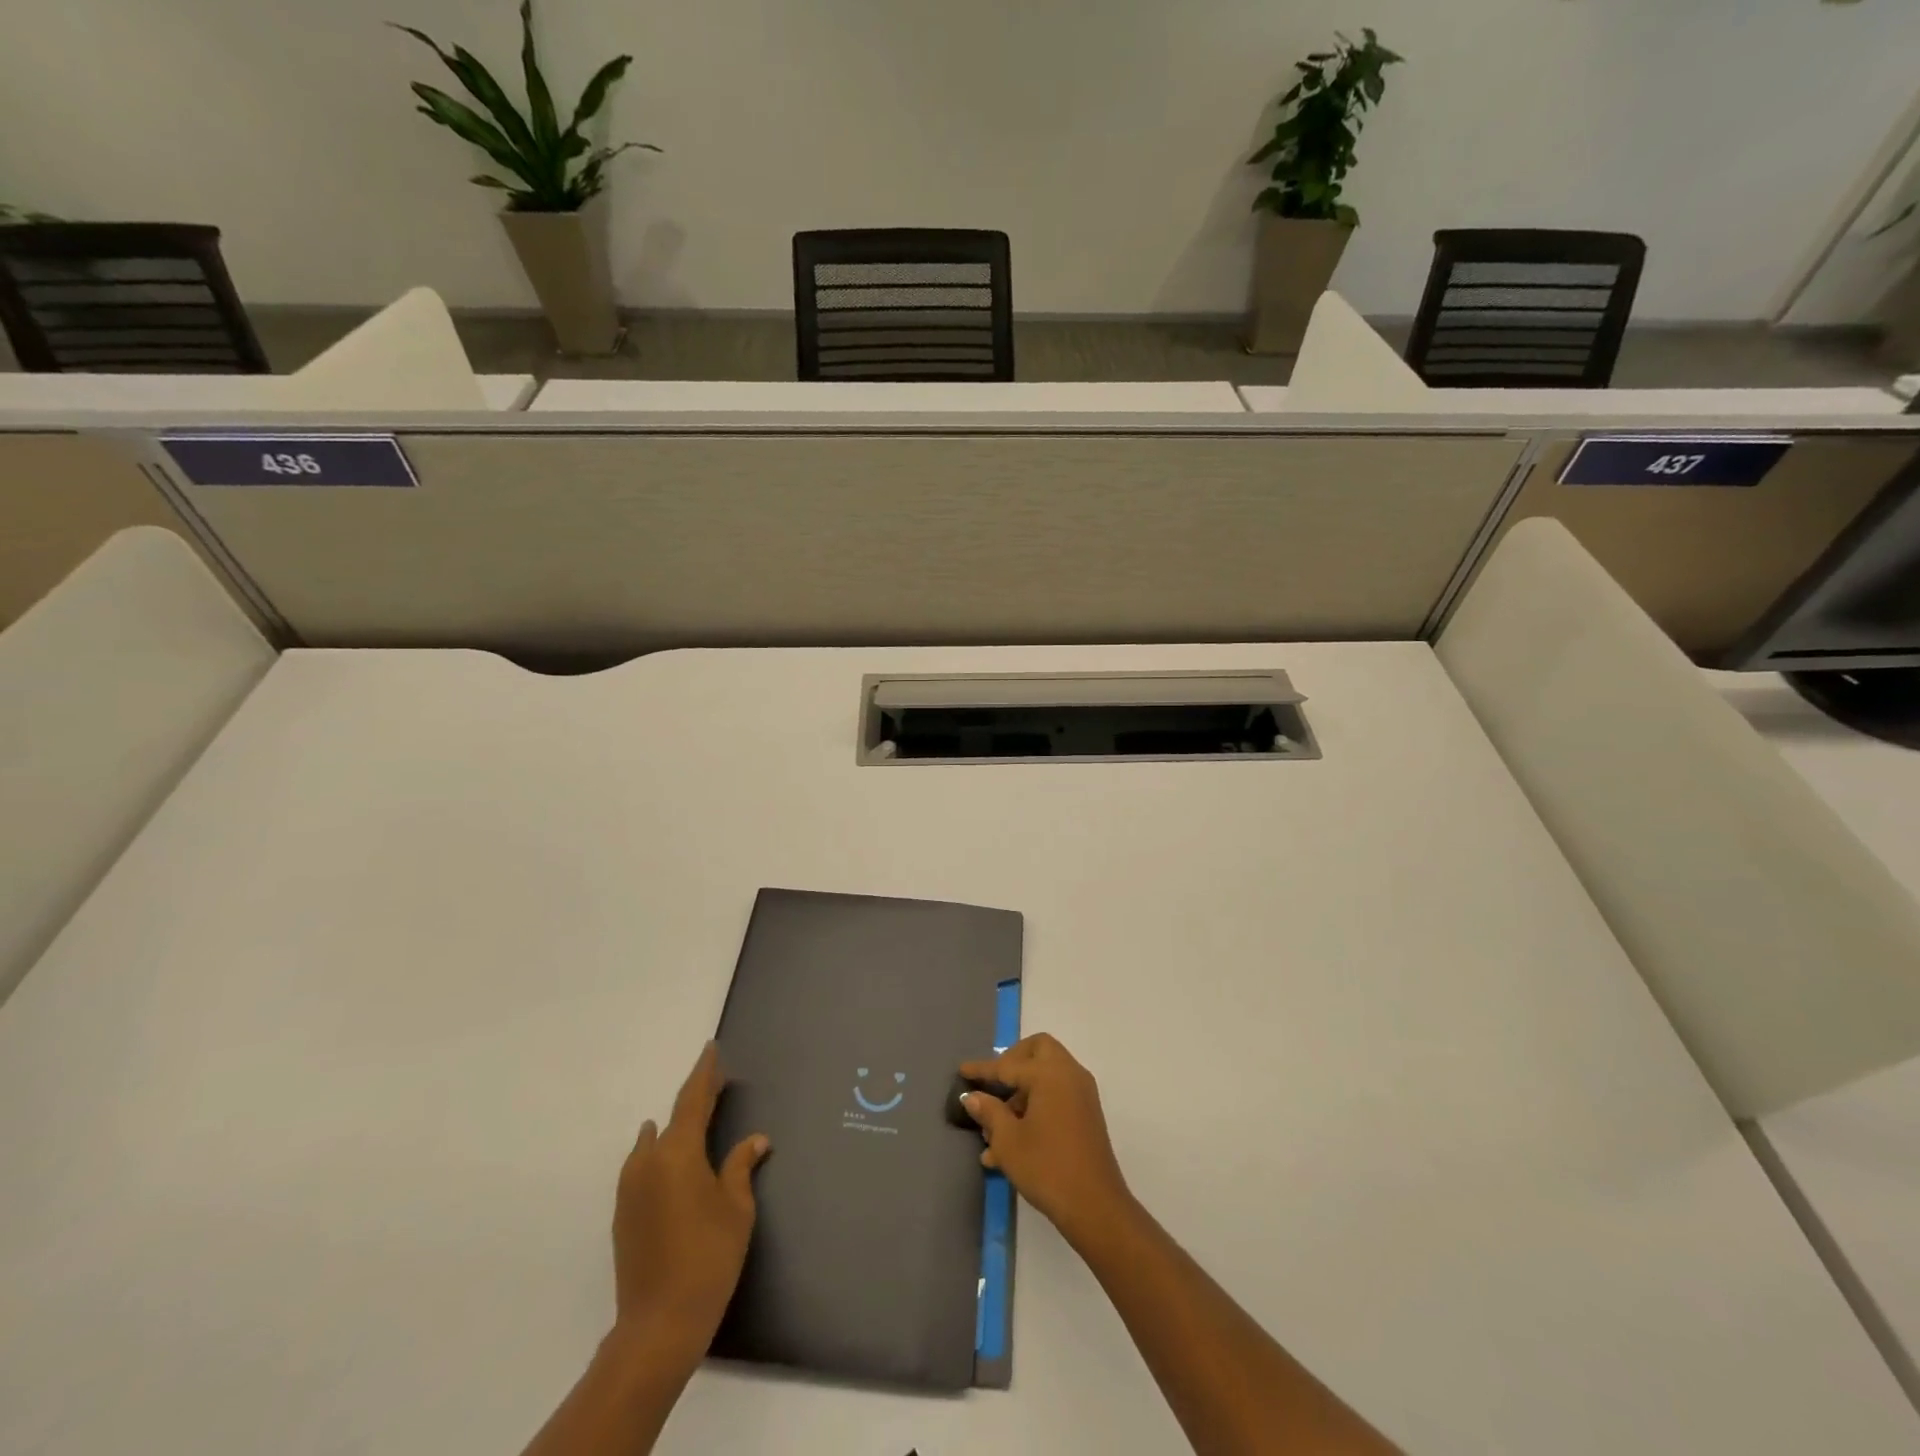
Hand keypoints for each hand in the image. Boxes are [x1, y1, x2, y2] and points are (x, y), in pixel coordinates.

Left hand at [612, 1042, 769, 1363]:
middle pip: (673, 1118)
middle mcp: (648, 1162)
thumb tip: (755, 1140)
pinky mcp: (623, 1213)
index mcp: (678, 1153)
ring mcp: (630, 1189)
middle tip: (716, 1083)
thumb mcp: (736, 1208)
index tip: (710, 1048)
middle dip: (695, 1099)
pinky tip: (672, 1158)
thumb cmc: (708, 1257)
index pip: (693, 1099)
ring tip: (696, 1118)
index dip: (705, 1073)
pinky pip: (643, 1166)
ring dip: (675, 1127)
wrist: (658, 1324)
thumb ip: (740, 1167)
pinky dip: (660, 1152)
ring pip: (654, 1143)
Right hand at [960, 1033, 1131, 1247]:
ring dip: (1021, 1091)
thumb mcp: (1008, 1141)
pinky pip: (1056, 1095)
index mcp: (1050, 1074)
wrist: (1096, 1207)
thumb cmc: (1047, 1168)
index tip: (962, 1070)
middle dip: (1012, 1061)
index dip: (982, 1069)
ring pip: (1047, 1075)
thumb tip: (972, 1096)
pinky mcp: (1086, 1114)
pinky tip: (1011, 1141)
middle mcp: (1069, 1074)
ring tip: (994, 1128)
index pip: (1008, 1064)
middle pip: (1038, 1051)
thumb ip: (989, 1112)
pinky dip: (1035, 1104)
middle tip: (993, 1084)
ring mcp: (1081, 1094)